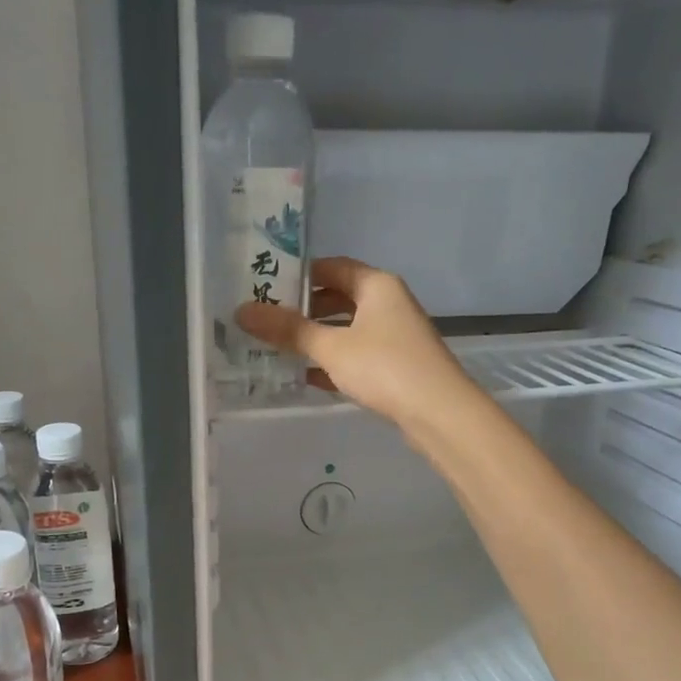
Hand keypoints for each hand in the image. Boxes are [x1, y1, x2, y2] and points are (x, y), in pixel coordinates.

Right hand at [235, 257, 477, 434]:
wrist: (438, 413)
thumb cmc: (384, 367)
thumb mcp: (330, 347)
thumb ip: (288, 330)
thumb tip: (242, 311)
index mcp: (377, 285)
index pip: (332, 267)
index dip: (300, 275)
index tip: (266, 286)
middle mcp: (388, 304)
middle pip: (339, 298)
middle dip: (304, 310)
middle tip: (265, 320)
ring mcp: (394, 336)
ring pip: (347, 330)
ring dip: (316, 338)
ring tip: (278, 348)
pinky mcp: (395, 367)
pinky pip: (356, 356)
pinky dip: (333, 363)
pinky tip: (306, 376)